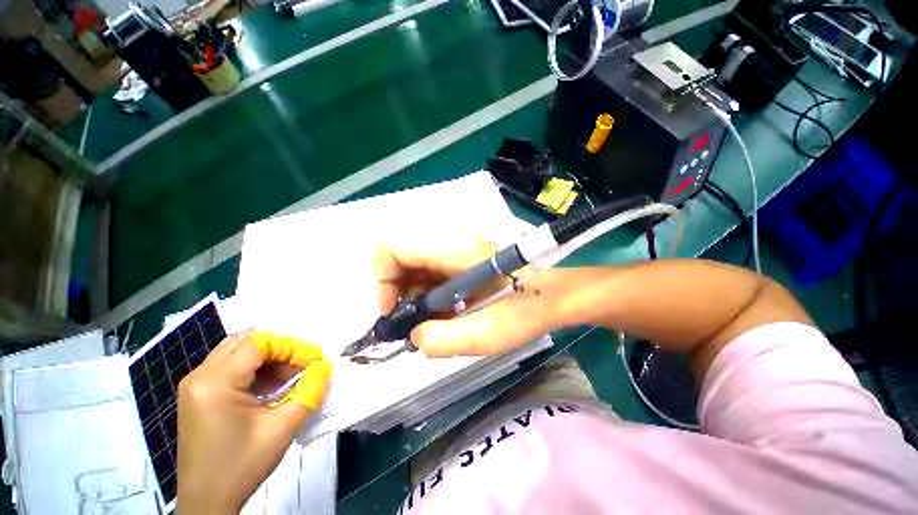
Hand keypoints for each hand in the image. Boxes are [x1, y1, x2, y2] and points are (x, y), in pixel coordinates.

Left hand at [177, 331, 331, 513]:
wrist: (208, 503)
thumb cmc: (242, 466)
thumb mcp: (283, 427)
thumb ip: (310, 390)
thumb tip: (325, 366)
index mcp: (214, 382)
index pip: (259, 343)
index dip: (292, 346)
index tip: (315, 359)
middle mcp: (199, 376)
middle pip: (246, 341)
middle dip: (281, 348)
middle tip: (304, 362)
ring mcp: (196, 386)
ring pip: (238, 351)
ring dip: (269, 358)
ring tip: (292, 374)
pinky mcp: (199, 395)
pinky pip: (231, 367)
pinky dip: (256, 369)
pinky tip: (273, 386)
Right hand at [374, 239, 565, 356]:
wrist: (554, 295)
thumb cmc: (528, 309)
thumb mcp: (487, 334)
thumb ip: (443, 339)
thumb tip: (414, 336)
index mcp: (454, 250)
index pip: (393, 247)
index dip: (382, 279)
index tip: (395, 312)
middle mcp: (451, 244)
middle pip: (401, 258)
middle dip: (398, 292)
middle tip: (412, 323)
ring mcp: (456, 251)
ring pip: (414, 268)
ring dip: (414, 297)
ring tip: (433, 323)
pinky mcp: (462, 261)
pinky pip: (431, 274)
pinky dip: (429, 297)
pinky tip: (447, 315)